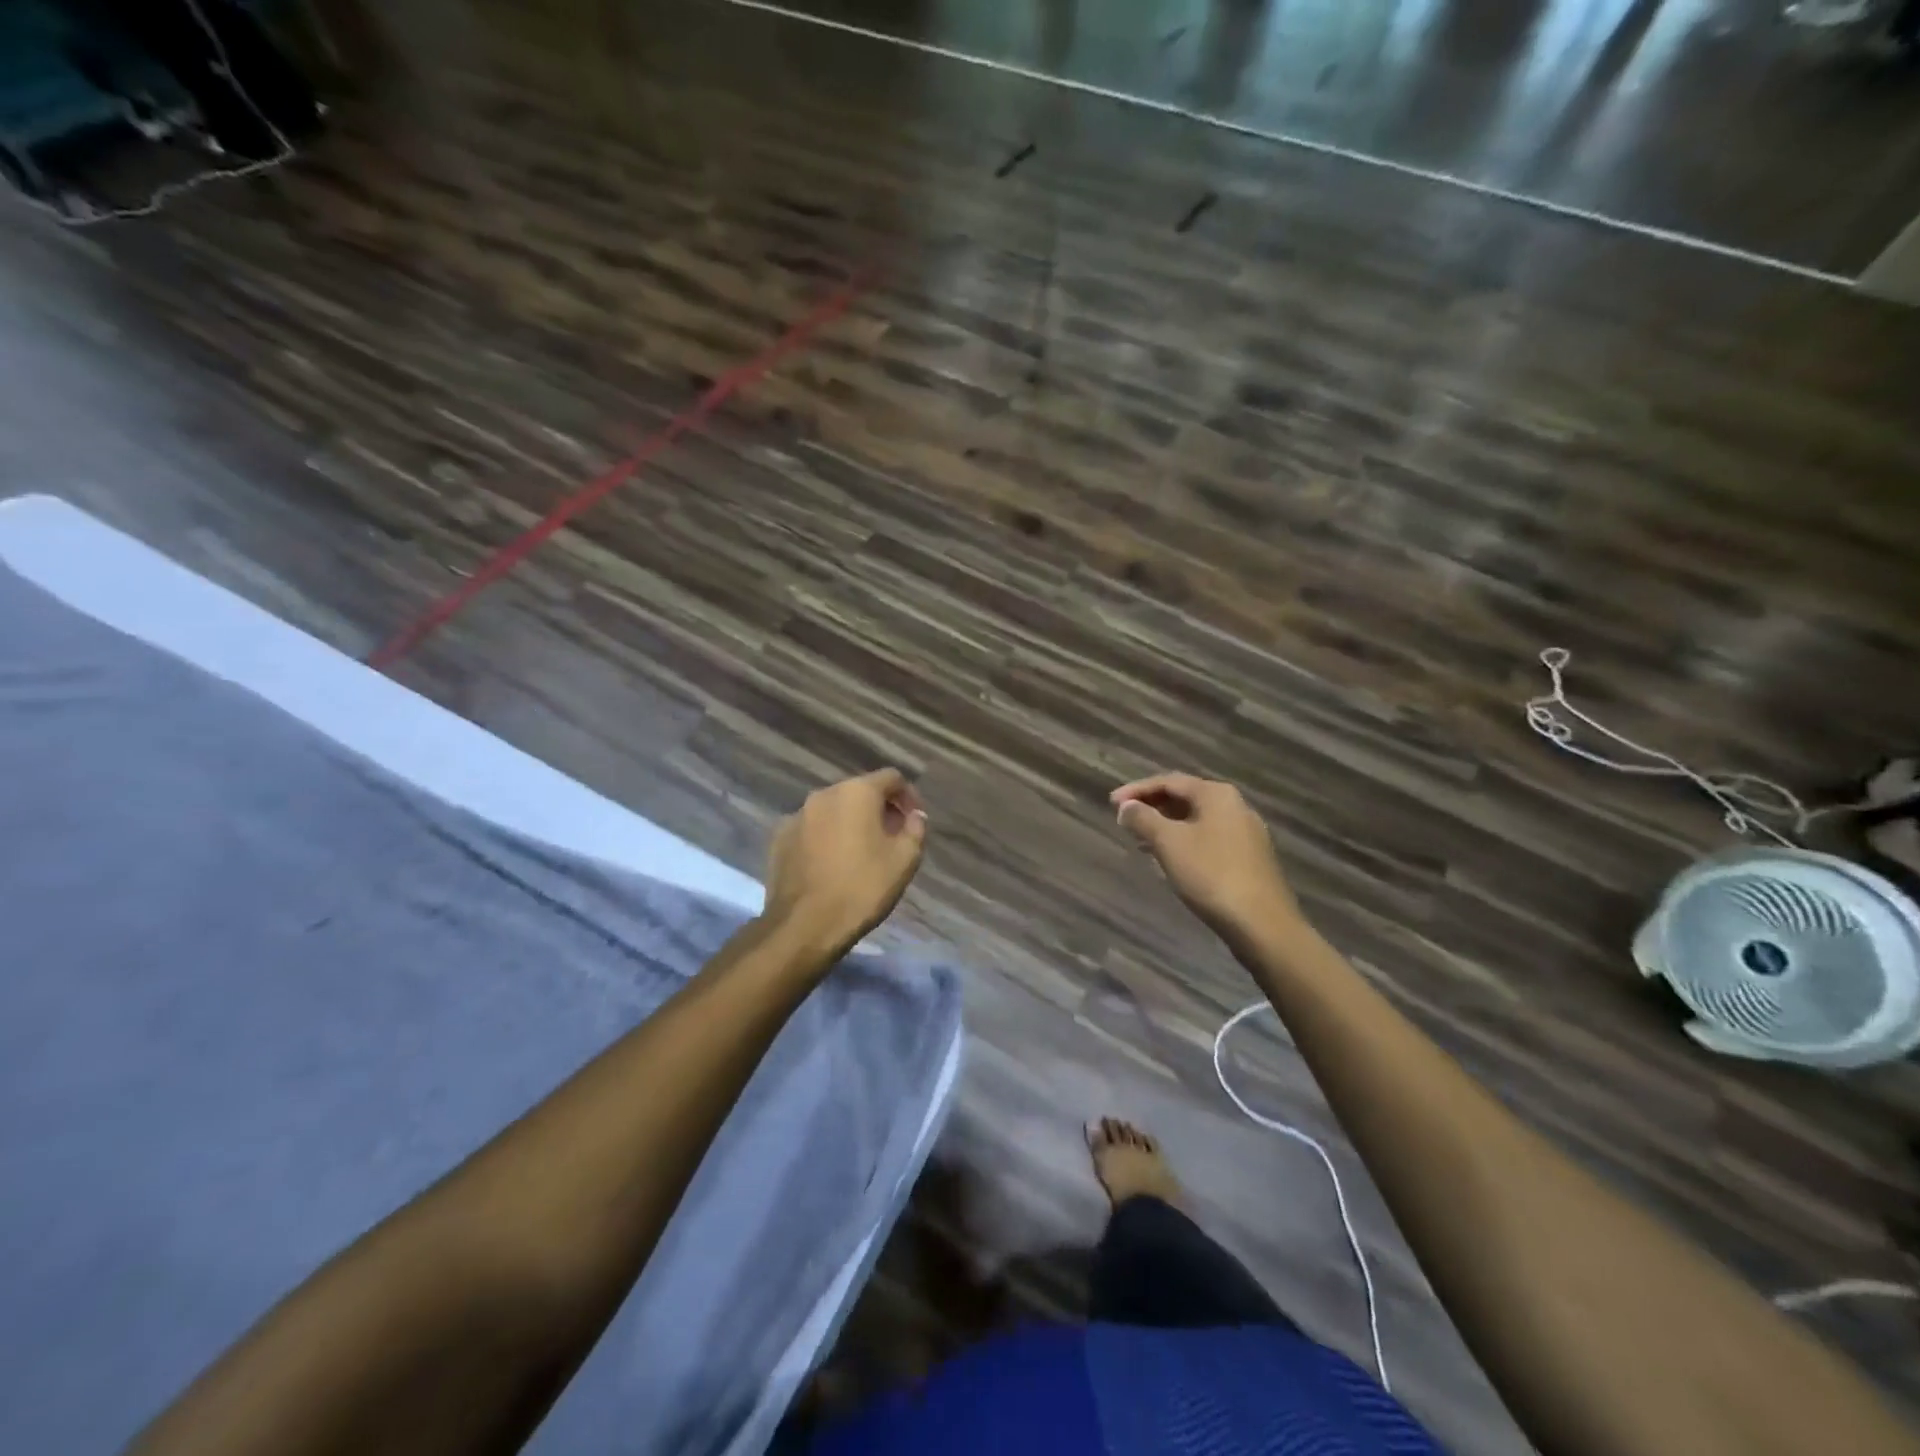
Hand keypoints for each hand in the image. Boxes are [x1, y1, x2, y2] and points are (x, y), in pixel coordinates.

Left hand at [764, 769, 928, 953]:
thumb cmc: (862, 888)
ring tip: (861, 852)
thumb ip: (915, 829)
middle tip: (891, 837)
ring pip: (833, 810)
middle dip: (879, 809)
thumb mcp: (904, 860)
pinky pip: (811, 828)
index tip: (914, 821)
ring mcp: (797, 815)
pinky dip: (825, 837)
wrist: (805, 924)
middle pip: (860, 791)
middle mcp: (824, 794)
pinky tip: (831, 864)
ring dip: (850, 822)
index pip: (892, 778)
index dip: (909, 796)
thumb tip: (914, 815)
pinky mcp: (779, 838)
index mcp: (857, 792)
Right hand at [1111, 772, 1298, 939]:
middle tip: (1124, 820)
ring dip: (1166, 826)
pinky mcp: (1249, 858)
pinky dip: (1184, 842)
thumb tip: (1126, 806)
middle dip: (1152, 807)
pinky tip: (1170, 860)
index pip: (1168, 781)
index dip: (1136, 790)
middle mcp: (1235, 806)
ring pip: (1196, 820)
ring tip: (1140, 840)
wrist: (1262, 924)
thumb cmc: (1211, 875)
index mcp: (1216, 794)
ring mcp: (1245, 833)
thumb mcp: (1168, 843)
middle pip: (1185, 797)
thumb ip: (1143, 819)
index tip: (1111, 803)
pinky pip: (1208, 839)